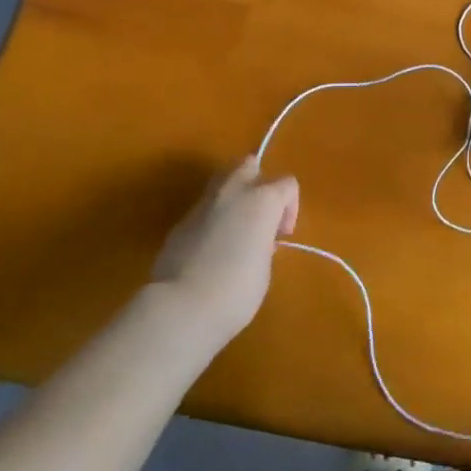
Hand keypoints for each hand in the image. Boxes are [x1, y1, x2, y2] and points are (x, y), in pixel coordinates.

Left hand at [146, 159, 298, 345]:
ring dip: (233, 197)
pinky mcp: (180, 222)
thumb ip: (263, 240)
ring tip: (235, 230)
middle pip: (249, 164)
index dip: (291, 208)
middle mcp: (232, 192)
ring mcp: (202, 204)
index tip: (282, 236)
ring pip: (222, 181)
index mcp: (262, 200)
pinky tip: (210, 249)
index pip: (288, 184)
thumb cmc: (237, 289)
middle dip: (258, 182)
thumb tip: (253, 238)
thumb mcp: (265, 265)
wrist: (182, 307)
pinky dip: (212, 219)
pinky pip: (203, 209)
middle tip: (259, 216)